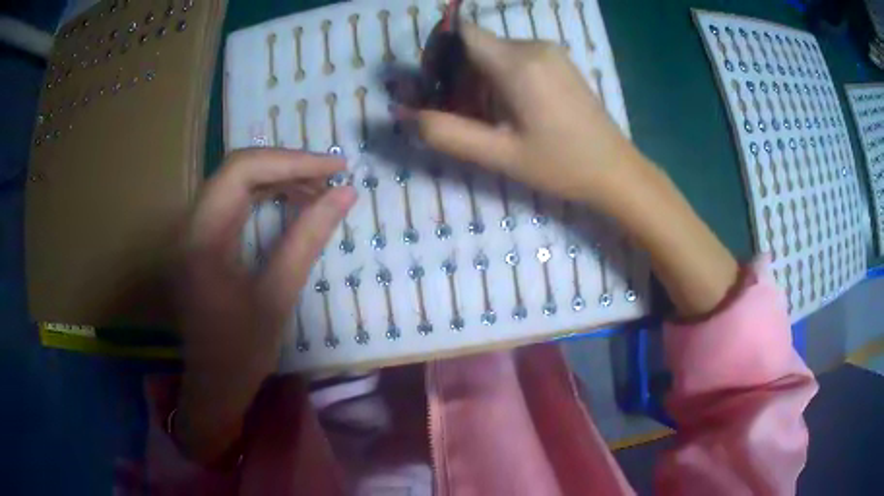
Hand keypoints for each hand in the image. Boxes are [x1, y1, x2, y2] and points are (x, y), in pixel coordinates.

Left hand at [176, 148, 355, 462]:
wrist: (214, 385)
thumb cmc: (241, 352)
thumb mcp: (277, 297)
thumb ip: (307, 239)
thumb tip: (345, 194)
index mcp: (202, 237)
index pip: (242, 171)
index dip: (291, 161)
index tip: (336, 167)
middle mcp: (192, 224)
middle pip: (238, 170)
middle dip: (288, 166)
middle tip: (332, 176)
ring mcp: (196, 231)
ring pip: (238, 182)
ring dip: (279, 178)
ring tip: (320, 188)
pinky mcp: (204, 240)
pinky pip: (237, 202)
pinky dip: (268, 195)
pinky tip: (295, 202)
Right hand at [418, 24, 737, 319]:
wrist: (616, 170)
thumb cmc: (561, 165)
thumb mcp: (499, 155)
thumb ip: (447, 133)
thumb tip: (403, 116)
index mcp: (517, 63)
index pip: (462, 33)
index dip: (439, 53)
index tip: (435, 84)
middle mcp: (533, 46)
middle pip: (477, 46)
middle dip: (459, 74)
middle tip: (461, 115)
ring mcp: (551, 52)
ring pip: (496, 53)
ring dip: (480, 79)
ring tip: (490, 119)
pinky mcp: (560, 62)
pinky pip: (518, 58)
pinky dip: (502, 78)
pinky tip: (513, 111)